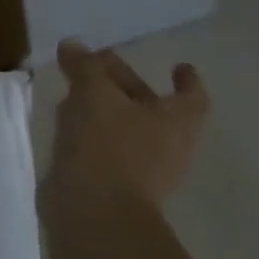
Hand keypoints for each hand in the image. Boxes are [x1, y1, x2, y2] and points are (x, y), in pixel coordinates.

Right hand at [40, 42, 208, 214]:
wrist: (94, 213)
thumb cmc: (108, 144)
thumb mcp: (94, 91)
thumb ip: (85, 65)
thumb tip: (73, 45)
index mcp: (175, 122)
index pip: (191, 98)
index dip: (186, 80)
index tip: (179, 66)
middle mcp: (166, 146)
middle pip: (151, 106)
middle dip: (125, 83)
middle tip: (98, 62)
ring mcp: (141, 170)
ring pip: (124, 126)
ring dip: (104, 106)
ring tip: (75, 88)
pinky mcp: (113, 184)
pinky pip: (105, 147)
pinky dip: (90, 130)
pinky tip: (66, 121)